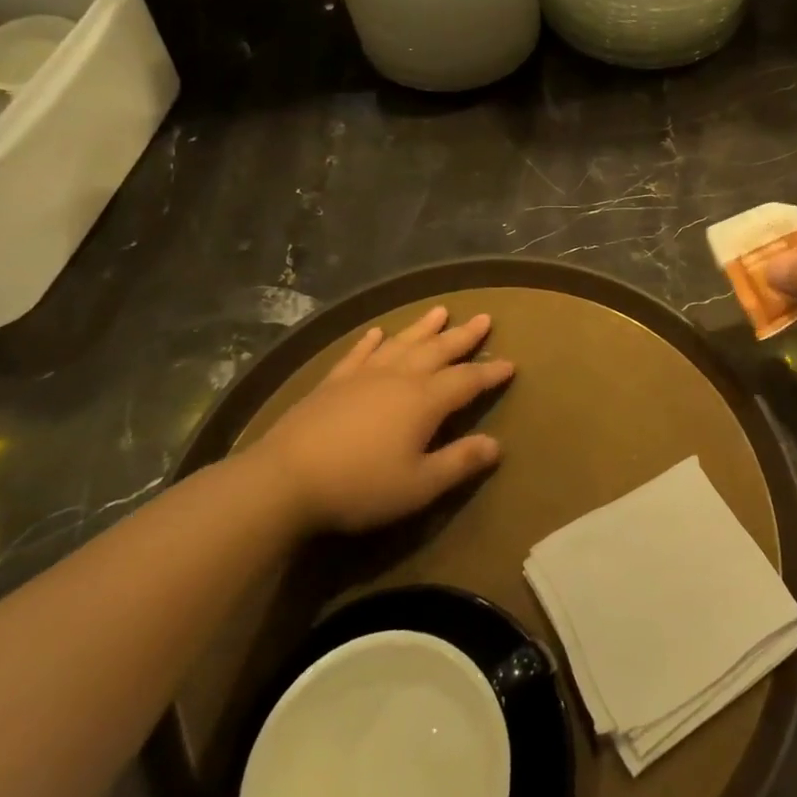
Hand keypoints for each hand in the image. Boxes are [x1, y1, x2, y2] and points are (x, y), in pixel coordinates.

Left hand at [250, 306, 513, 535]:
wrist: (285, 479)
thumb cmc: (360, 486)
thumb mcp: (419, 485)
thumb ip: (459, 462)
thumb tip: (497, 444)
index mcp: (424, 401)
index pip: (467, 381)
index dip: (490, 373)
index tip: (511, 364)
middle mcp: (399, 378)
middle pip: (438, 351)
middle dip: (464, 337)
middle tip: (484, 318)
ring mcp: (363, 376)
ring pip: (402, 344)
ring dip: (423, 328)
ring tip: (441, 310)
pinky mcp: (333, 383)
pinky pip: (358, 354)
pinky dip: (370, 341)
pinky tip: (377, 332)